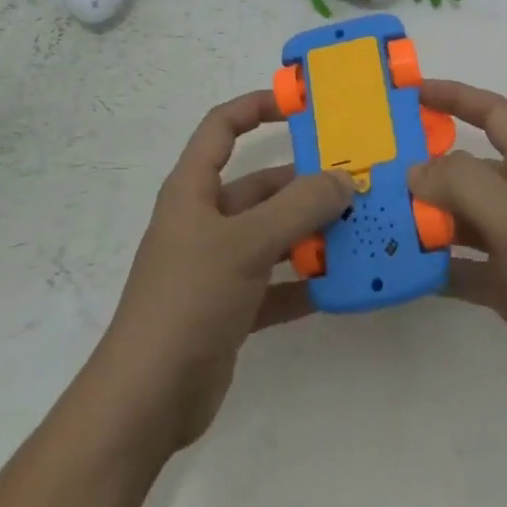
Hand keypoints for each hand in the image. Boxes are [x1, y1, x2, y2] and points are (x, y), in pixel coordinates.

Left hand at [93, 91, 352, 450]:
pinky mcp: (230, 307)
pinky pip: (275, 282)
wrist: (147, 401)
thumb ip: (298, 208)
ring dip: (310, 233)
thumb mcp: (246, 244)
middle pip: (259, 186)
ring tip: (359, 228)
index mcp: (193, 190)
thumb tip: (343, 179)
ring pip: (272, 235)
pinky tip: (340, 283)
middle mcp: (204, 221)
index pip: (222, 127)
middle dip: (304, 183)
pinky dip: (304, 281)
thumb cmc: (189, 300)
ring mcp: (217, 266)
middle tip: (355, 181)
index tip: (301, 106)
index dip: (256, 107)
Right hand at [409, 80, 506, 414]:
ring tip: (378, 220)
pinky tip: (401, 270)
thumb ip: (464, 185)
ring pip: (459, 219)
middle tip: (376, 173)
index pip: (492, 114)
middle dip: (426, 168)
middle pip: (467, 170)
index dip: (455, 96)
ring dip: (425, 219)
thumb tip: (415, 171)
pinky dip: (434, 266)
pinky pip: (460, 266)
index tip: (412, 92)